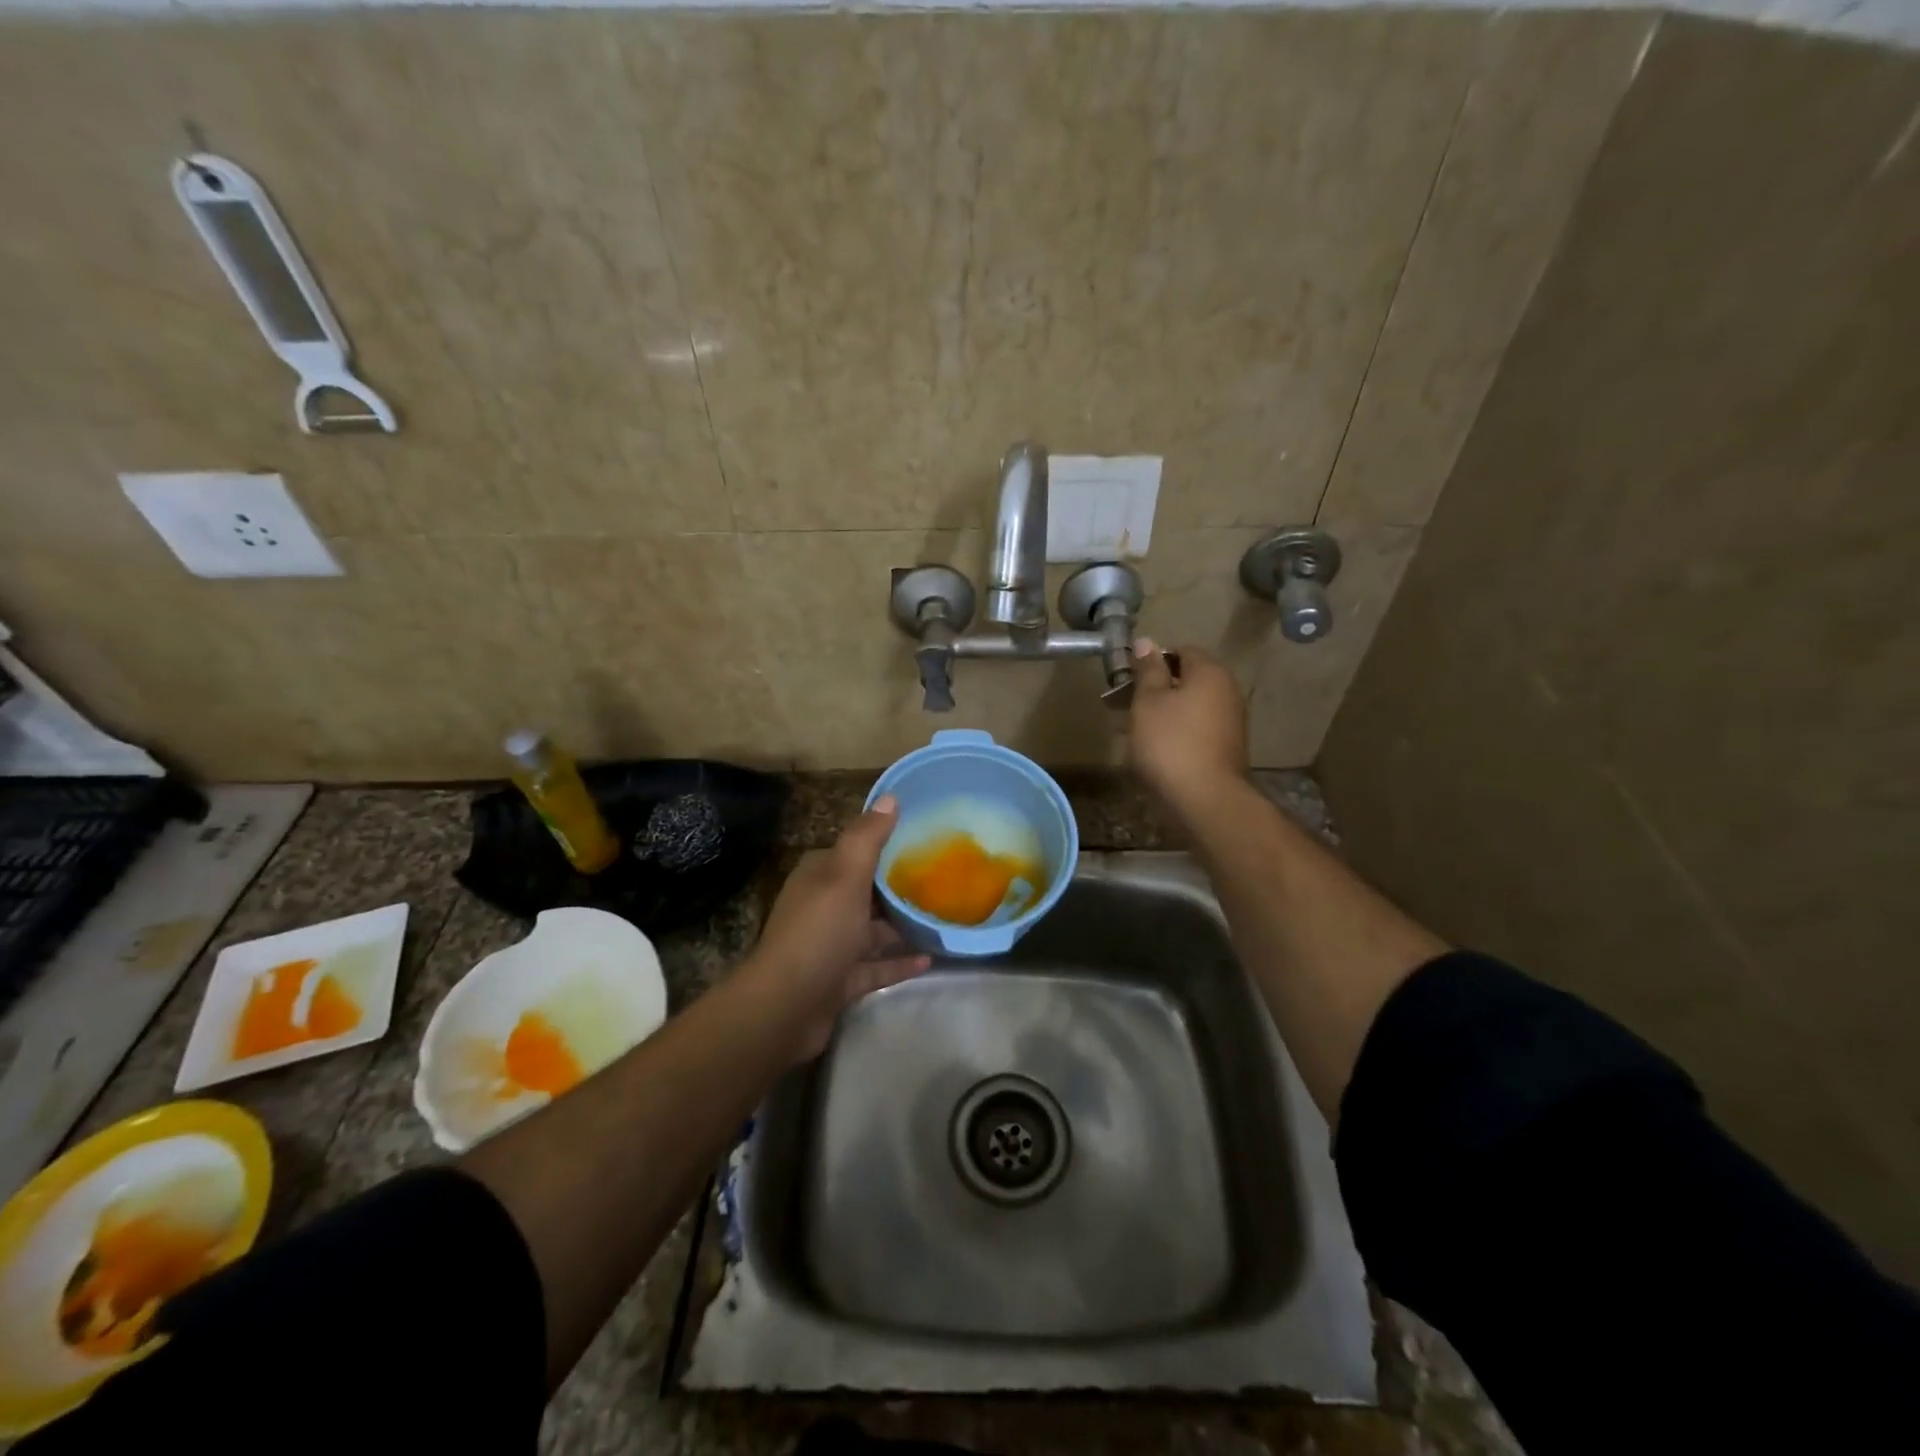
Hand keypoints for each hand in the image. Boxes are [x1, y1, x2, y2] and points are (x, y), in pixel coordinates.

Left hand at [742, 795, 930, 1058]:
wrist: (786, 1006)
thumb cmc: (819, 932)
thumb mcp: (846, 876)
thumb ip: (868, 838)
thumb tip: (890, 796)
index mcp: (820, 876)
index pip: (854, 852)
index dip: (885, 845)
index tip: (924, 841)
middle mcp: (822, 906)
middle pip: (866, 891)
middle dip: (898, 887)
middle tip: (943, 881)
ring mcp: (830, 946)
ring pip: (872, 930)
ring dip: (902, 926)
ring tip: (943, 919)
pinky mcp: (839, 981)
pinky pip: (875, 966)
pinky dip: (899, 962)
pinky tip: (930, 959)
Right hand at [1127, 638, 1248, 816]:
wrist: (1204, 799)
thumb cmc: (1169, 742)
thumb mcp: (1148, 701)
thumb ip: (1148, 670)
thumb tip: (1146, 642)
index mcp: (1210, 673)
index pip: (1181, 650)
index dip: (1152, 660)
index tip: (1128, 677)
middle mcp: (1227, 691)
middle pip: (1186, 680)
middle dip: (1153, 689)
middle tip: (1122, 704)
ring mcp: (1229, 722)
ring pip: (1187, 707)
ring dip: (1160, 713)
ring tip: (1128, 730)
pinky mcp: (1224, 748)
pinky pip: (1194, 729)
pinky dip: (1173, 732)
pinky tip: (1150, 749)